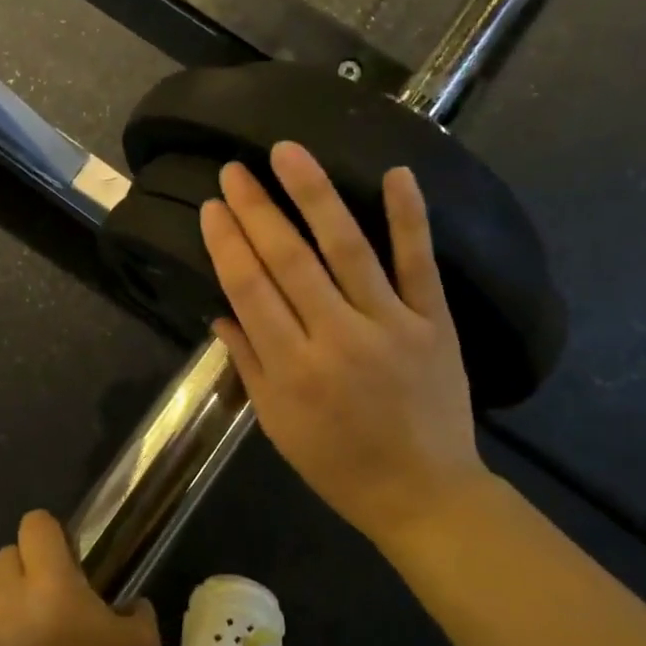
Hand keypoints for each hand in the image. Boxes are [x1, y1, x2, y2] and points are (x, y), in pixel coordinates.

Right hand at [200, 142, 493, 542]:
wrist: (424, 493)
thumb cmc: (339, 465)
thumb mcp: (277, 426)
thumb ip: (249, 364)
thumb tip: (222, 312)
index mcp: (292, 369)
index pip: (249, 290)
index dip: (227, 244)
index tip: (212, 207)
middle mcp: (336, 337)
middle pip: (289, 261)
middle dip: (256, 210)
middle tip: (235, 168)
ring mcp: (389, 324)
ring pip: (346, 248)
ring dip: (314, 196)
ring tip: (288, 152)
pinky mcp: (433, 321)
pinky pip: (418, 262)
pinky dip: (409, 217)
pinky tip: (396, 173)